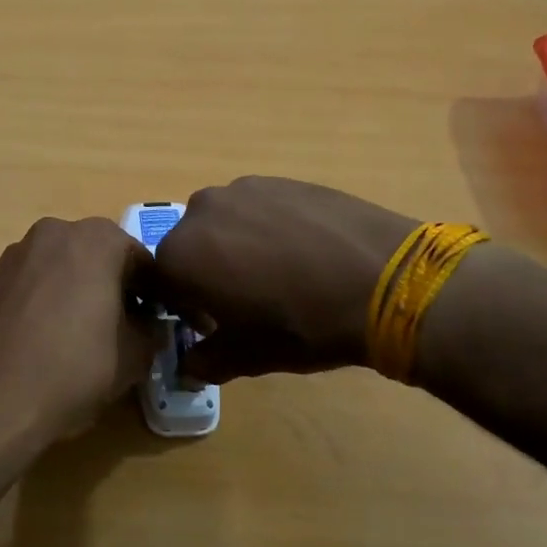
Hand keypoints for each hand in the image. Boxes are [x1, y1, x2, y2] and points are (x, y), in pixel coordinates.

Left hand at [0, 217, 162, 451]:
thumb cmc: (74, 370)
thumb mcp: (135, 355)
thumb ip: (152, 329)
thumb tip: (149, 324)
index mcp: (97, 238)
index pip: (141, 259)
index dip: (153, 293)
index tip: (155, 323)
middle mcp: (56, 231)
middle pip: (100, 256)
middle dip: (114, 286)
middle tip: (122, 328)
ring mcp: (18, 252)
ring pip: (64, 266)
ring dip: (79, 290)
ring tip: (82, 335)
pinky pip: (35, 281)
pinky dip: (48, 299)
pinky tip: (47, 338)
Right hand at [153, 177, 417, 382]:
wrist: (385, 279)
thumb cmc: (301, 324)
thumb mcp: (247, 357)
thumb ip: (206, 361)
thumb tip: (189, 366)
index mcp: (181, 254)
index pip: (161, 282)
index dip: (184, 307)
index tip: (213, 324)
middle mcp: (201, 211)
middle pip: (190, 246)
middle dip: (208, 272)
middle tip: (247, 300)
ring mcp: (243, 188)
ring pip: (225, 223)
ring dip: (237, 246)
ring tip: (281, 273)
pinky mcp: (282, 179)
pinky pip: (259, 208)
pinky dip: (269, 227)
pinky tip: (305, 252)